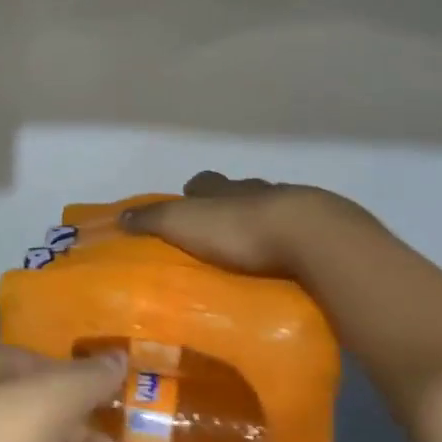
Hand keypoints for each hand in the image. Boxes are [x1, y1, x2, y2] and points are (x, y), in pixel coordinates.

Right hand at [122, 171, 365, 278]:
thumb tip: (120, 216)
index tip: (187, 205)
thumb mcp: (182, 222)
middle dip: (229, 206)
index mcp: (223, 188)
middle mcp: (256, 190)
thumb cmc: (237, 229)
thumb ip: (152, 219)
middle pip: (239, 192)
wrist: (309, 237)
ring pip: (272, 208)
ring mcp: (293, 206)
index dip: (194, 192)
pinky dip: (291, 241)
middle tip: (219, 233)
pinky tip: (287, 260)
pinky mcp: (322, 230)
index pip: (203, 181)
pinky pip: (301, 232)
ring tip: (254, 251)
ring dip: (263, 223)